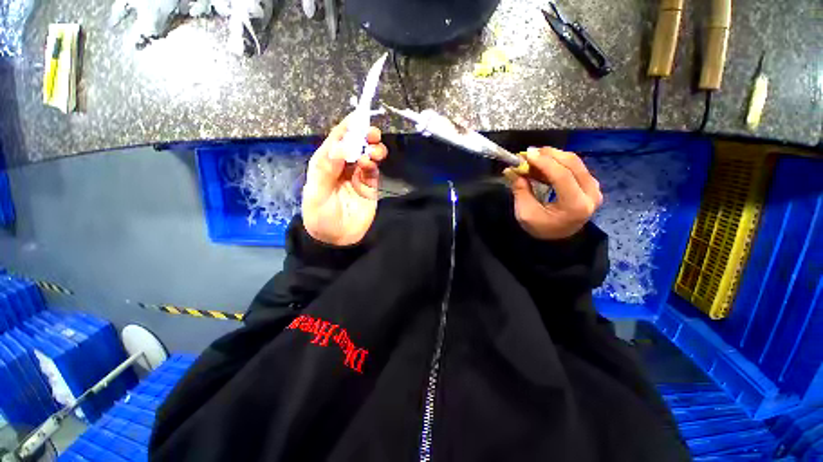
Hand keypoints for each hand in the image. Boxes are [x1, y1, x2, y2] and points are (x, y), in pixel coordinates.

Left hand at [301, 116, 388, 245]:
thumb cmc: (320, 216)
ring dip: (372, 149)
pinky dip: (374, 164)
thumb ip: (326, 170)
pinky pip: (373, 170)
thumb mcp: (316, 193)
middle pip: (354, 145)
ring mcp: (357, 176)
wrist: (336, 239)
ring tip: (374, 151)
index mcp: (325, 163)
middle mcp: (342, 166)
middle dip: (363, 136)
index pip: (336, 140)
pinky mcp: (369, 186)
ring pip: (367, 155)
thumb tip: (341, 147)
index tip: (359, 117)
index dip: (347, 127)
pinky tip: (371, 164)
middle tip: (372, 133)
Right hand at [504, 147, 602, 239]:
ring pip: (576, 162)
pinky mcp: (591, 185)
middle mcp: (591, 194)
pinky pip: (576, 166)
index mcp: (575, 206)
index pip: (562, 176)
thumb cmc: (541, 228)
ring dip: (553, 156)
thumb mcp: (525, 213)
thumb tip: (512, 170)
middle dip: (549, 155)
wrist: (559, 239)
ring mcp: (594, 188)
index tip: (527, 154)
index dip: (544, 162)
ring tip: (534, 158)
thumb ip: (520, 191)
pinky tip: (544, 164)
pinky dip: (559, 162)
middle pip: (573, 164)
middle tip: (529, 152)